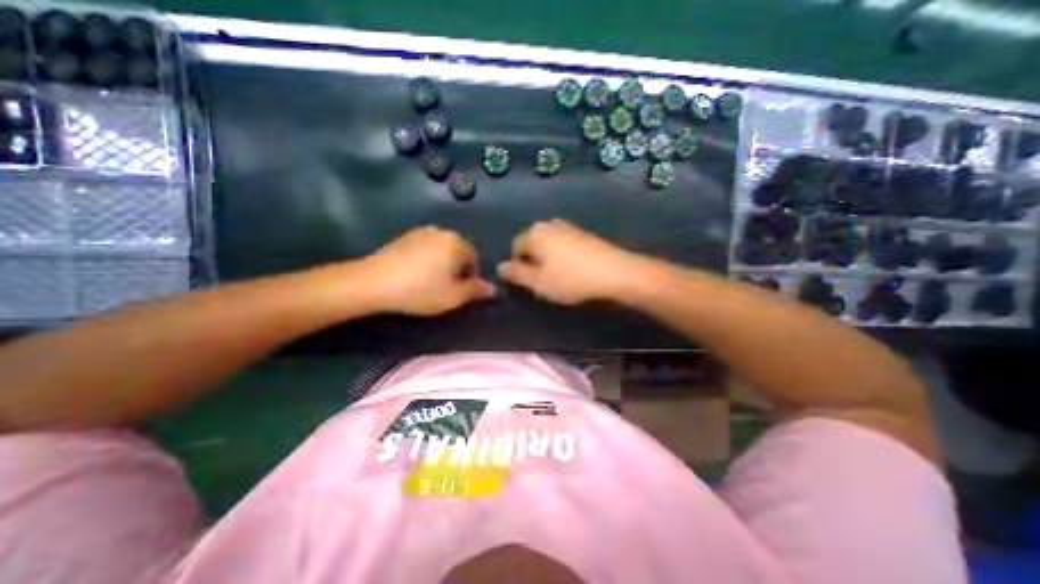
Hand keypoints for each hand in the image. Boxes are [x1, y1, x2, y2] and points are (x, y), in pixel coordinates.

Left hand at [361, 228, 492, 317]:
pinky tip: (415, 273)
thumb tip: (492, 288)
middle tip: (446, 287)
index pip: (474, 258)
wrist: (374, 282)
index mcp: (456, 243)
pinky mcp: (404, 236)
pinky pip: (425, 247)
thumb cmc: (421, 290)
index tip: (461, 291)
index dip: (471, 276)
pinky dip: (426, 258)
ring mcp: (421, 232)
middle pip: (458, 251)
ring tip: (430, 281)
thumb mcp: (453, 296)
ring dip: (442, 263)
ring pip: (441, 249)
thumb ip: (475, 290)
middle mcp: (441, 232)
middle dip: (457, 268)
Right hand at [496, 219, 637, 305]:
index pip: (515, 246)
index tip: (529, 282)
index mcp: (535, 233)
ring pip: (548, 244)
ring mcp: (568, 227)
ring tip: (558, 277)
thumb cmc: (570, 279)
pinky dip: (562, 256)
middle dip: (533, 261)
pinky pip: (563, 245)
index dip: (518, 266)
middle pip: (531, 243)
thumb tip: (500, 266)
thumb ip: (516, 273)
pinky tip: (572, 270)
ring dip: (547, 260)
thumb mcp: (538, 281)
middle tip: (543, 281)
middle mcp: (549, 224)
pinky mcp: (583, 234)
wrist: (614, 272)